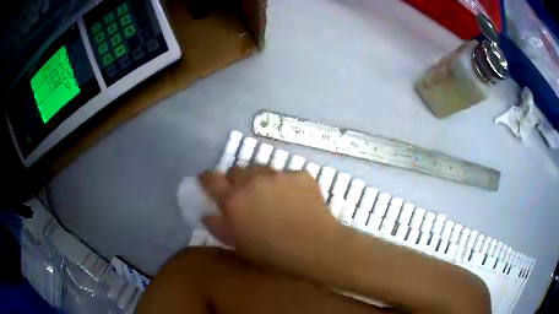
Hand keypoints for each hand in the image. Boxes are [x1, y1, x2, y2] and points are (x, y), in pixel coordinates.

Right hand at [199, 166, 345, 273]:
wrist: (314, 246)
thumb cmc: (272, 252)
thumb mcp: (239, 244)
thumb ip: (219, 227)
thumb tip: (208, 215)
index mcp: (233, 199)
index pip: (211, 178)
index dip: (207, 178)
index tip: (208, 181)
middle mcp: (252, 180)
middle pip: (237, 170)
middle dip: (237, 180)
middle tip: (246, 196)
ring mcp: (278, 174)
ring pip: (262, 169)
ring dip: (261, 180)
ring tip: (273, 197)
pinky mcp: (299, 174)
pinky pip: (287, 175)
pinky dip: (286, 184)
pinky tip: (296, 200)